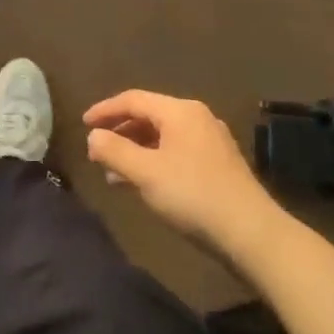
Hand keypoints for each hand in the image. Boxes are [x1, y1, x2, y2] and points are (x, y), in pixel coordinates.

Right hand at [84, 90, 279, 255]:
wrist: (251, 234)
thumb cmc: (193, 195)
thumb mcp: (145, 172)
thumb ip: (114, 150)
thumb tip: (93, 136)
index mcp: (180, 111)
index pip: (133, 99)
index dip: (105, 110)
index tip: (82, 124)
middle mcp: (197, 118)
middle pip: (149, 115)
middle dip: (119, 132)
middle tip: (96, 150)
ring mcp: (211, 141)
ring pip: (162, 136)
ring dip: (135, 150)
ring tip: (113, 173)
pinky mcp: (218, 164)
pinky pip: (175, 152)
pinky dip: (153, 161)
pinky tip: (142, 184)